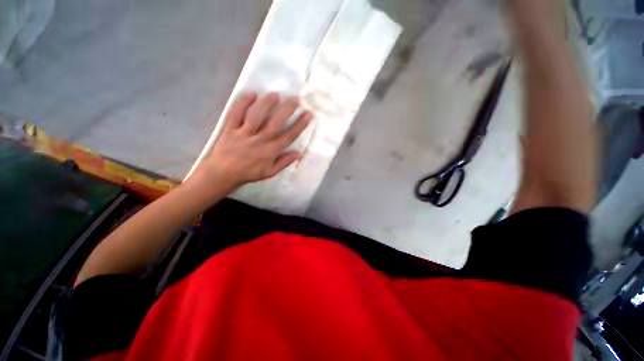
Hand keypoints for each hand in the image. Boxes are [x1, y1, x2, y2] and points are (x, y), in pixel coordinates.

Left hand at [192, 92, 312, 191]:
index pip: (288, 136)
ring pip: (256, 116)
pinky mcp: (230, 128)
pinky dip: (243, 103)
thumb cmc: (249, 173)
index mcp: (270, 151)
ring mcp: (243, 133)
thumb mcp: (270, 172)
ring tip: (275, 94)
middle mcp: (259, 140)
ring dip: (266, 104)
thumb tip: (299, 153)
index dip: (300, 125)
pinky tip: (251, 94)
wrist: (223, 173)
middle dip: (287, 110)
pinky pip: (236, 113)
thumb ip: (284, 162)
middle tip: (295, 99)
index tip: (308, 114)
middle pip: (275, 123)